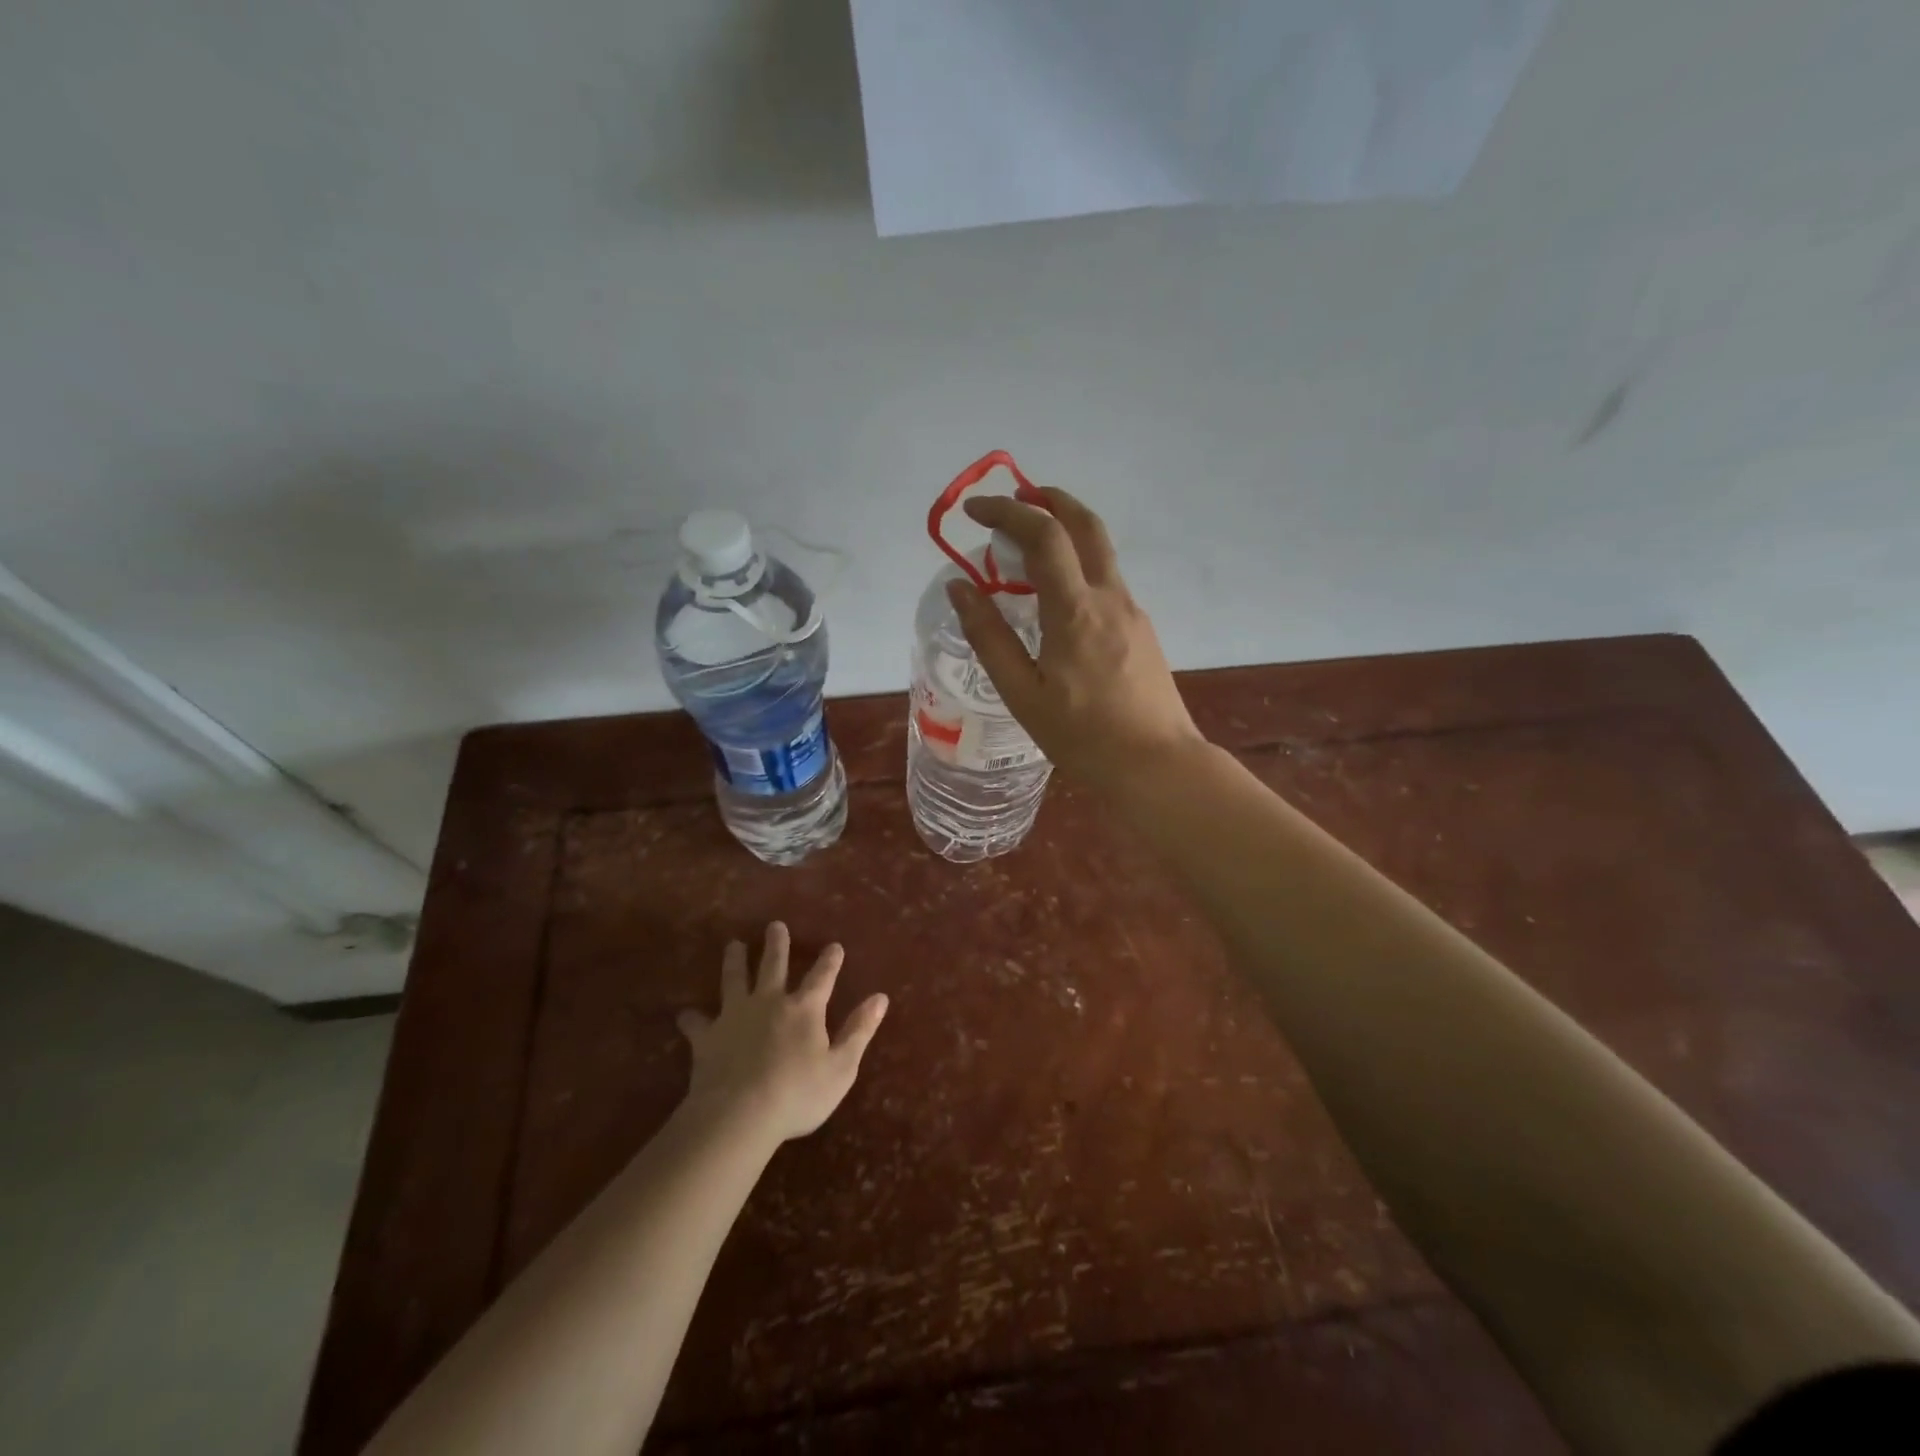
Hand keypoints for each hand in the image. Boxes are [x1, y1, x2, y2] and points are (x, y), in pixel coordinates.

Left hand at [675, 922, 887, 1141]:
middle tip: (775, 925)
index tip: (834, 945)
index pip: (822, 977)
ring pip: (734, 980)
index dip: (830, 961)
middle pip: (773, 965)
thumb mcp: (841, 1066)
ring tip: (734, 945)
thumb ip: (859, 1030)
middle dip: (777, 944)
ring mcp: (735, 1016)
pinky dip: (691, 1019)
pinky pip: (697, 1023)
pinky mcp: (708, 1037)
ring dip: (735, 961)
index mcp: (804, 1009)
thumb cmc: (798, 1093)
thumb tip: (880, 997)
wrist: (739, 1114)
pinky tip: (685, 1015)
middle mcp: (769, 1002)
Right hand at [948, 487, 1205, 788]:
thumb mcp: (1023, 694)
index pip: (1043, 535)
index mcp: (1075, 611)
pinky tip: (1057, 595)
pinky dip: (1078, 563)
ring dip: (1066, 530)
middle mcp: (1109, 597)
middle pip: (1085, 524)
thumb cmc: (1083, 737)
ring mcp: (1132, 611)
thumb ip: (989, 637)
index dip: (1007, 511)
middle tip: (1016, 497)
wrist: (1157, 765)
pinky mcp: (1141, 629)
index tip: (975, 509)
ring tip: (1029, 544)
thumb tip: (960, 588)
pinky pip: (1106, 579)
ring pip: (1100, 550)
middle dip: (1049, 499)